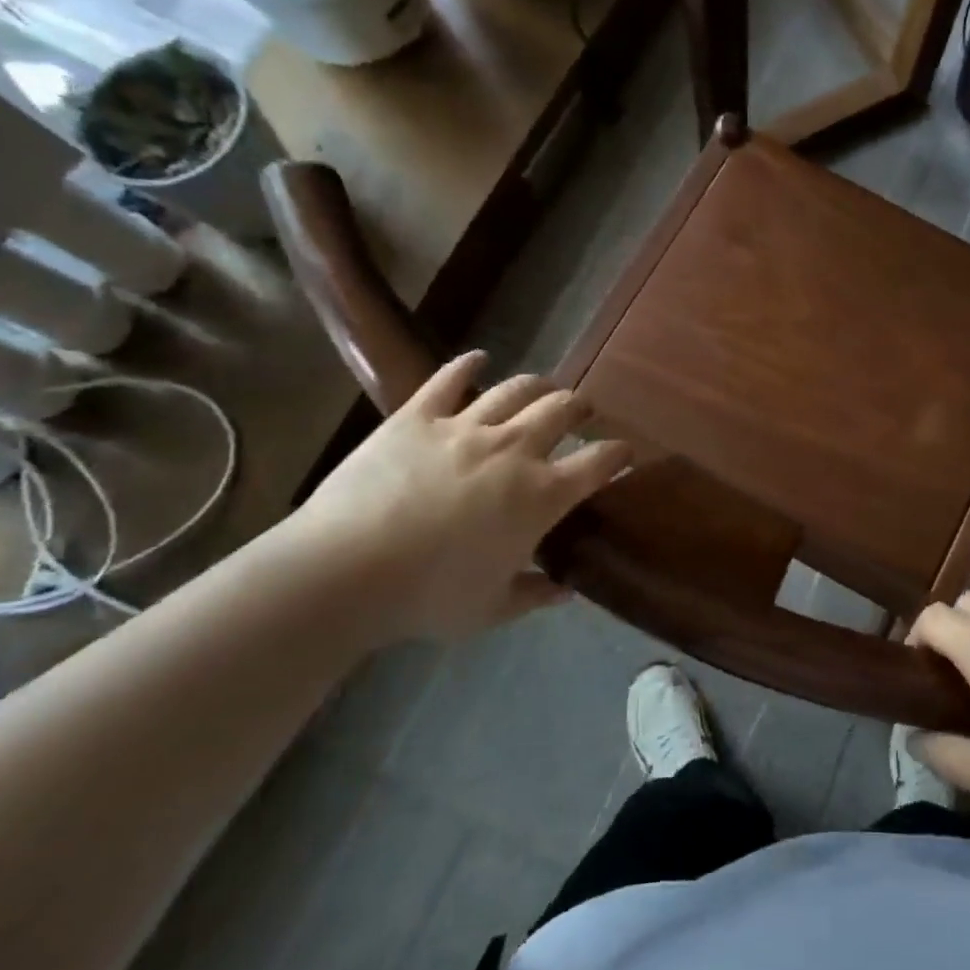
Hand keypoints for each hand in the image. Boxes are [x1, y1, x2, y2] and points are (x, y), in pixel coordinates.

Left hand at [287, 352, 630, 642]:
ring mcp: (465, 426)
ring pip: (516, 389)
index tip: (625, 452)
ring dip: (538, 384)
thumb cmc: (428, 597)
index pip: (599, 462)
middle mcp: (514, 449)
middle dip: (581, 407)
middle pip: (562, 411)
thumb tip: (564, 590)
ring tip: (544, 386)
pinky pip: (449, 380)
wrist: (345, 572)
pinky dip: (467, 365)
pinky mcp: (418, 416)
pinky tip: (477, 359)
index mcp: (542, 495)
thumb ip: (535, 594)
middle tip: (583, 410)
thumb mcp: (492, 609)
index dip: (619, 454)